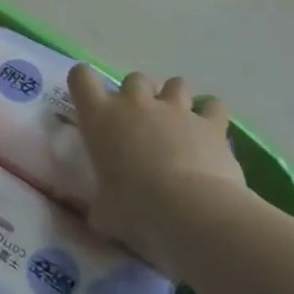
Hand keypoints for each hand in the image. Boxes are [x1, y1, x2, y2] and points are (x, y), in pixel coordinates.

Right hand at [67, 68, 247, 280]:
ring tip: (177, 124)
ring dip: (174, 99)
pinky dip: (210, 114)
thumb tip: (100, 215)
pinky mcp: (210, 124)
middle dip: (138, 96)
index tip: (90, 100)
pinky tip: (209, 131)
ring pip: (174, 84)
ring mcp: (175, 110)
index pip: (81, 77)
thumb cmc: (135, 210)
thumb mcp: (104, 212)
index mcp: (99, 117)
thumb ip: (100, 206)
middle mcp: (135, 104)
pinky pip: (213, 106)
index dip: (84, 83)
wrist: (190, 212)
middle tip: (141, 124)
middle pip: (134, 79)